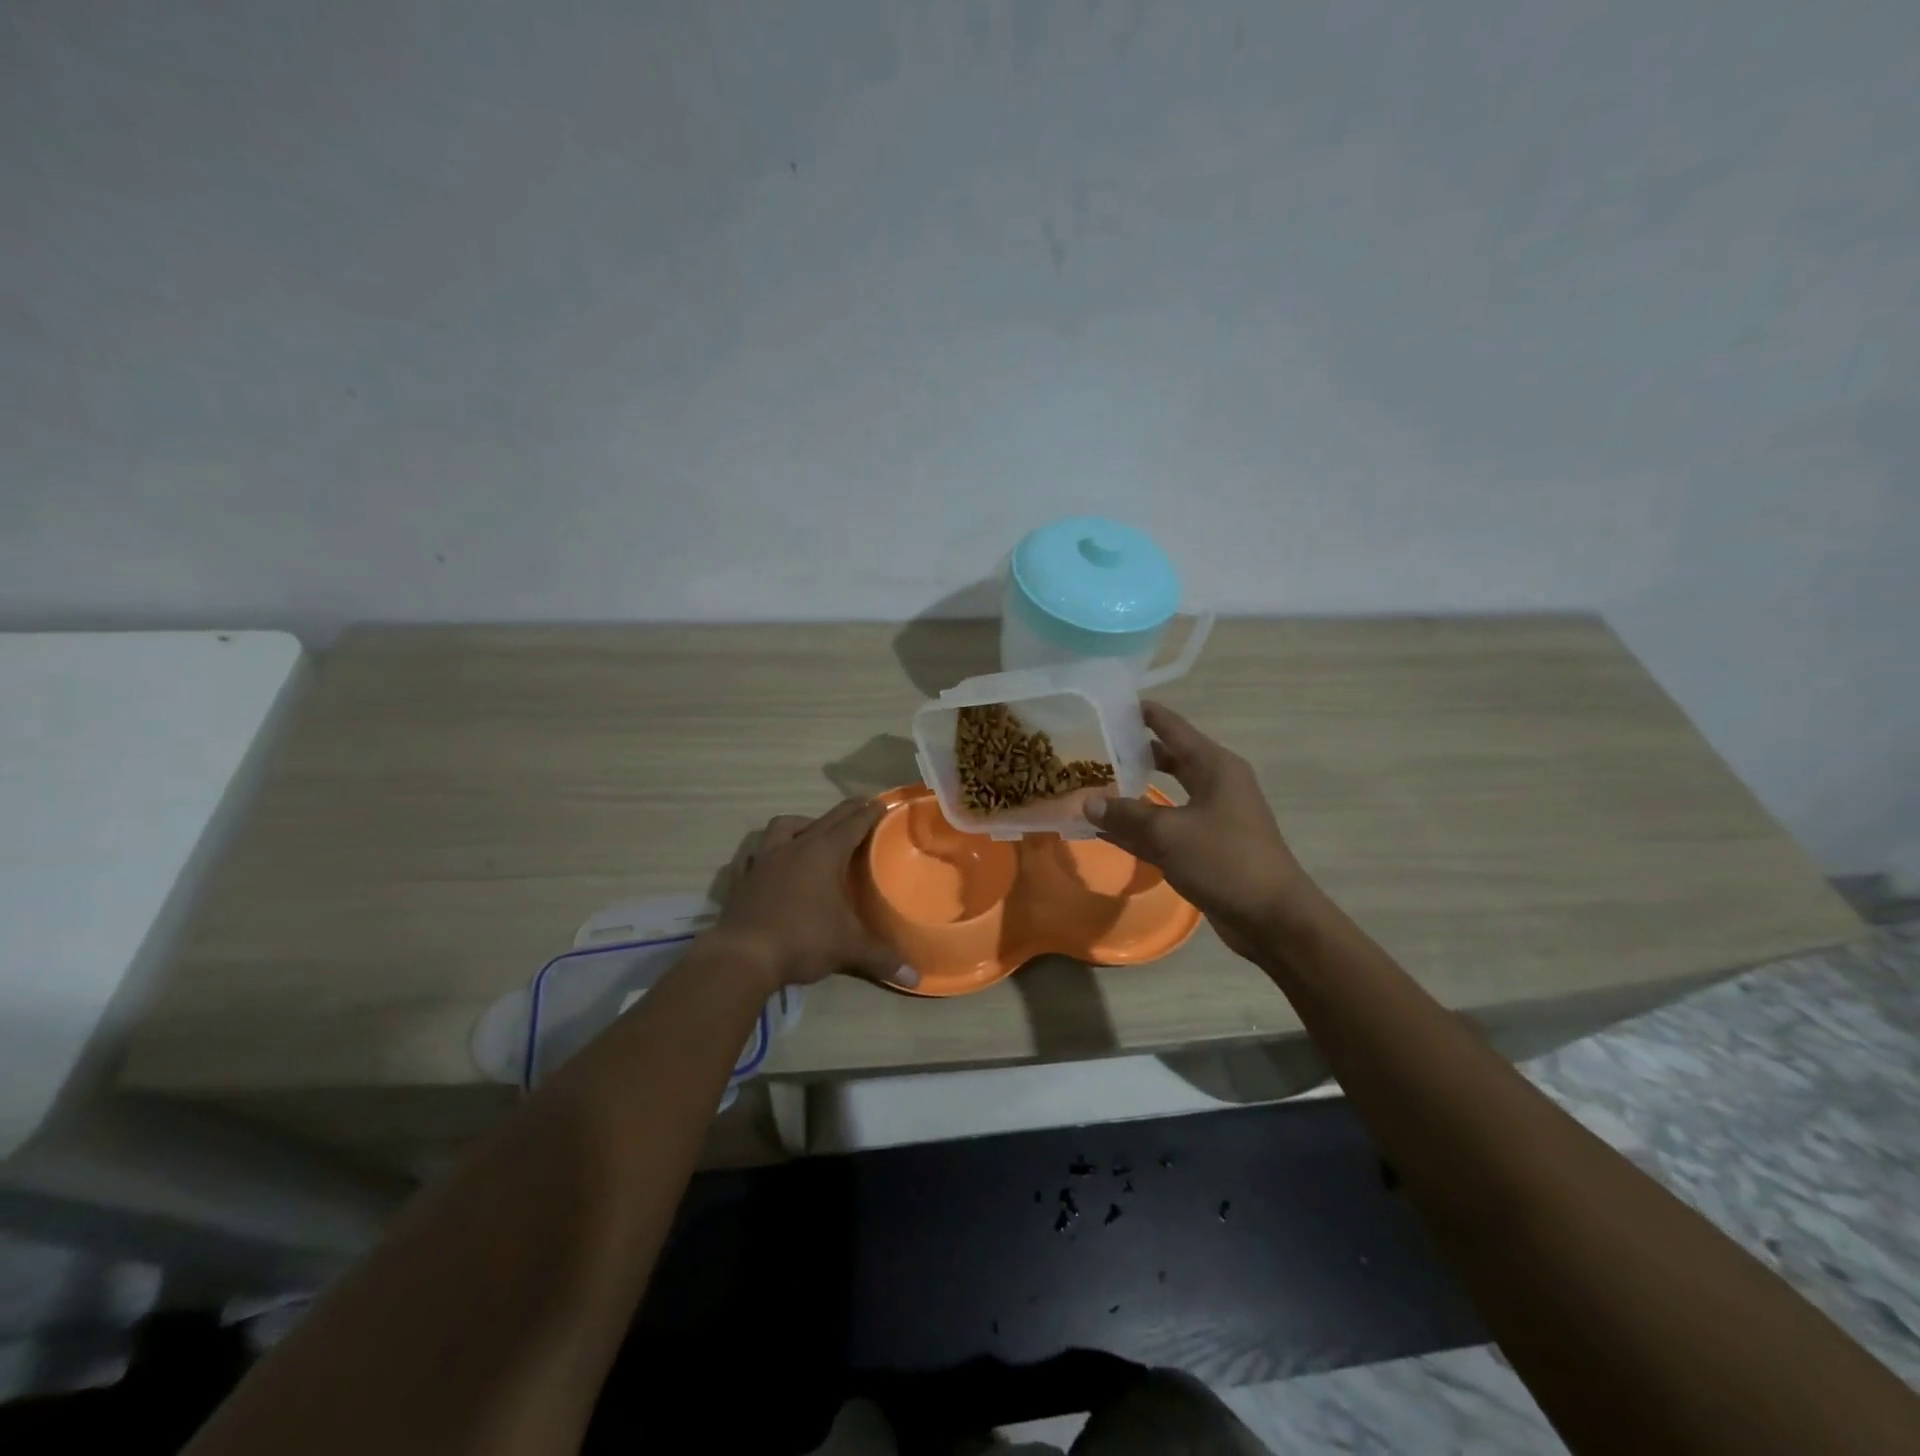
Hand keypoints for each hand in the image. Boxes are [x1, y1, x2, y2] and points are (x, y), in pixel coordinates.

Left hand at [711, 798, 917, 991]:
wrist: (743, 956)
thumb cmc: (802, 940)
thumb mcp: (848, 948)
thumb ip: (882, 957)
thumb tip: (916, 977)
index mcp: (824, 854)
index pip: (852, 824)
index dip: (869, 813)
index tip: (880, 802)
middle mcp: (794, 847)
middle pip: (824, 819)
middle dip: (845, 811)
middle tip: (860, 807)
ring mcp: (764, 860)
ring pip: (783, 826)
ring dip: (801, 824)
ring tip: (811, 833)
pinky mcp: (742, 878)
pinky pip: (755, 855)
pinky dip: (766, 853)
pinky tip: (771, 863)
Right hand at [1084, 701, 1311, 959]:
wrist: (1272, 918)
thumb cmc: (1225, 861)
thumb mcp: (1169, 833)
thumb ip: (1126, 815)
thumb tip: (1087, 802)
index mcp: (1215, 767)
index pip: (1174, 728)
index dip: (1146, 715)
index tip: (1114, 703)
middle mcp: (1215, 785)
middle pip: (1169, 760)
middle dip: (1135, 754)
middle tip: (1095, 746)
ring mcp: (1212, 818)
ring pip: (1164, 797)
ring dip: (1133, 794)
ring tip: (1093, 785)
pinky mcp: (1206, 848)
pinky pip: (1165, 829)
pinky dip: (1139, 828)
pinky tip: (1106, 830)